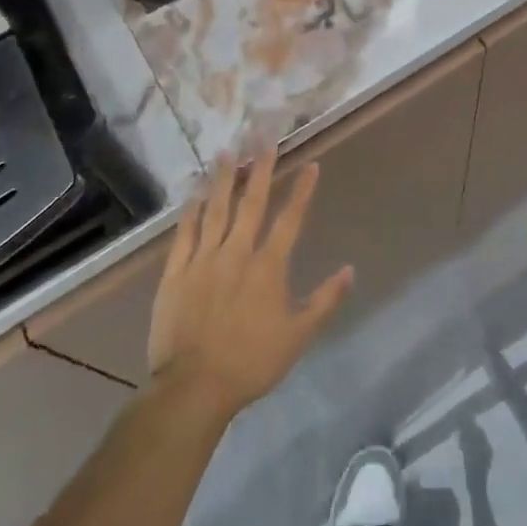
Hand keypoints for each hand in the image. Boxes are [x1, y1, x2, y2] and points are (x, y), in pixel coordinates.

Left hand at [147, 150, 353, 421]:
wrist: (193, 388)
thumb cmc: (251, 363)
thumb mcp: (298, 337)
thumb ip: (325, 301)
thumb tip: (350, 270)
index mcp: (268, 266)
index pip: (290, 218)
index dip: (302, 190)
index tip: (311, 164)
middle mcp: (237, 252)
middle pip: (251, 202)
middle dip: (260, 168)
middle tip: (264, 138)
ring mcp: (203, 259)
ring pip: (216, 209)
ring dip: (223, 179)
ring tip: (227, 152)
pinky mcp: (176, 272)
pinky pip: (185, 233)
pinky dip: (190, 211)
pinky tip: (194, 193)